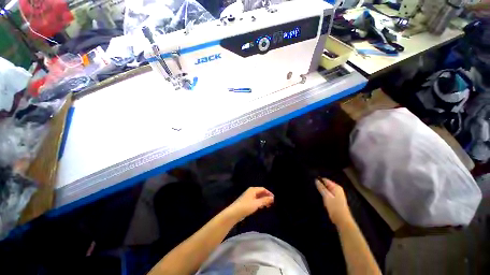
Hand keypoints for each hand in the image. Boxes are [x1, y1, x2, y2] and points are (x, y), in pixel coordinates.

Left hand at [226, 187, 273, 219]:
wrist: (234, 213)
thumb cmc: (246, 207)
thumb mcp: (257, 203)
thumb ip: (265, 200)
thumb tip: (272, 198)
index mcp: (253, 190)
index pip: (263, 189)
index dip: (269, 193)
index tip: (274, 199)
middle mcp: (251, 191)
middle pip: (261, 192)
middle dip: (266, 197)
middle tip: (272, 203)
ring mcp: (248, 196)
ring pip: (258, 197)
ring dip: (263, 200)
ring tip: (268, 206)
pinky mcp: (247, 202)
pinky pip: (255, 200)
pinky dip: (259, 203)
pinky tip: (261, 207)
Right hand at [315, 178, 352, 226]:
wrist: (342, 221)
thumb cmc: (335, 207)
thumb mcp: (326, 196)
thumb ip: (321, 188)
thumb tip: (316, 180)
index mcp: (336, 187)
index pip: (325, 180)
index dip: (319, 181)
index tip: (313, 184)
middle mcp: (337, 190)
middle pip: (326, 185)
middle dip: (320, 187)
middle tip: (314, 190)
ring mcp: (337, 195)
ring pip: (326, 191)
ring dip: (322, 193)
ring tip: (317, 195)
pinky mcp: (336, 200)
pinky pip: (328, 195)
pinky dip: (325, 197)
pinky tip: (322, 200)